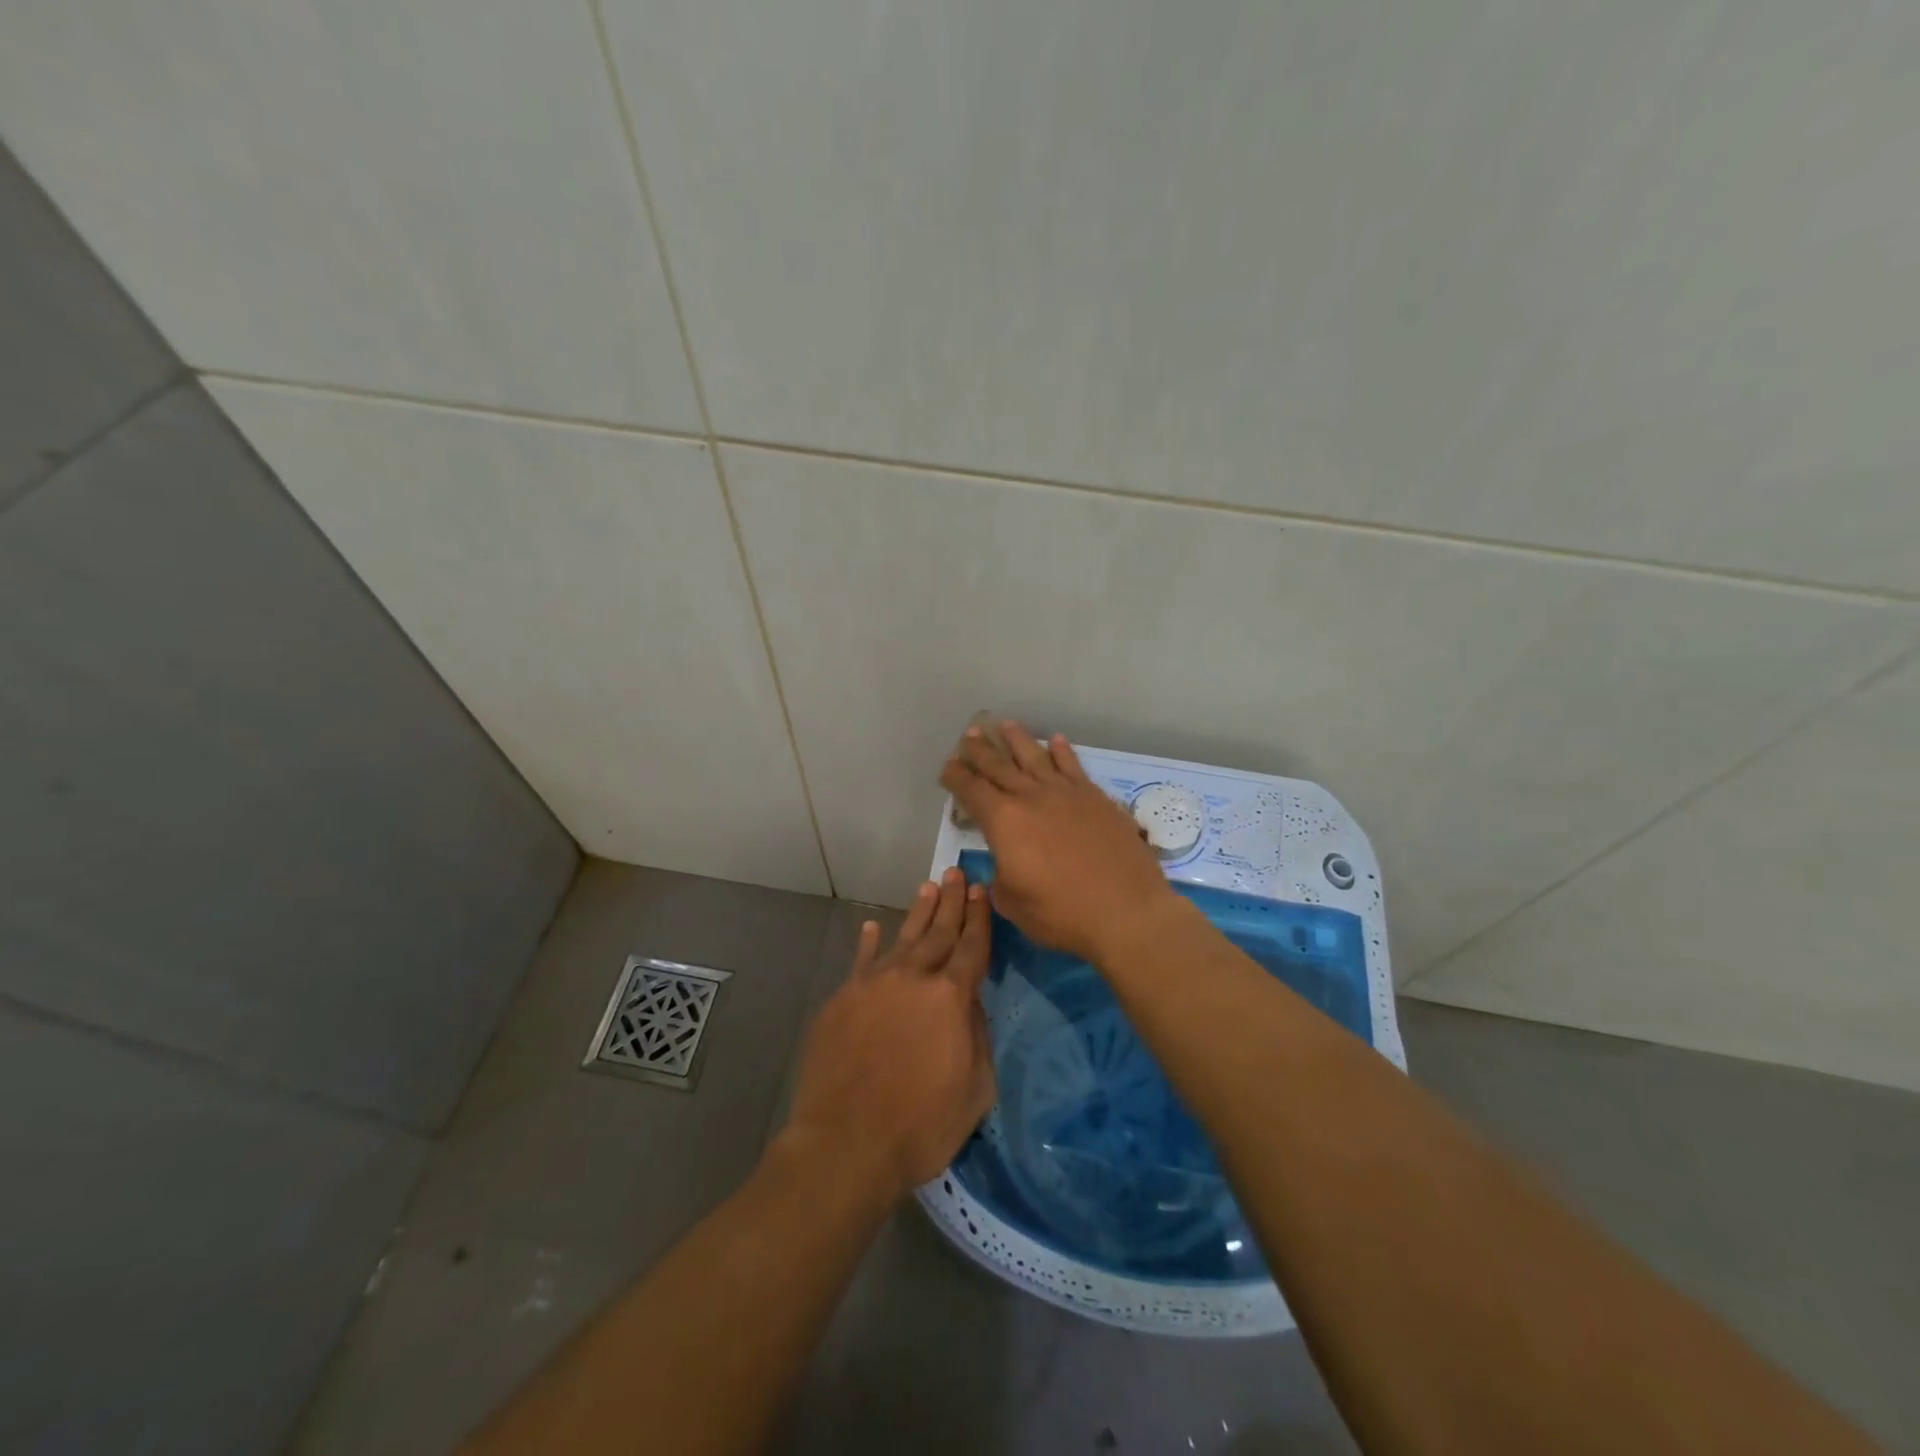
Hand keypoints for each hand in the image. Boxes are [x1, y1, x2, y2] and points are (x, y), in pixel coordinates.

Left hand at [782, 868, 995, 1200]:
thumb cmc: (920, 1127)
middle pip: (938, 932)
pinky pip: (861, 960)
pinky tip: (873, 927)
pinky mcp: (842, 998)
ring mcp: (872, 984)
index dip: (979, 918)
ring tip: (928, 887)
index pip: (972, 947)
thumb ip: (977, 1037)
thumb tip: (969, 1002)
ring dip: (918, 912)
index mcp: (950, 998)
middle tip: (956, 873)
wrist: (845, 1144)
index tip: (981, 890)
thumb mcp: (975, 1091)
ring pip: (902, 938)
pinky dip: (869, 942)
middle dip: (951, 902)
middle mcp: (913, 978)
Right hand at [940, 720, 1178, 963]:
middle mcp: (1031, 797)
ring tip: (1005, 724)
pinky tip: (1056, 740)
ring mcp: (1066, 793)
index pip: (972, 791)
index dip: (957, 777)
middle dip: (981, 751)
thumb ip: (1000, 876)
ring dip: (1017, 739)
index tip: (948, 766)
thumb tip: (1005, 863)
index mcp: (1003, 821)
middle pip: (1000, 766)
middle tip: (970, 734)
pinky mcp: (1096, 798)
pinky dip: (1062, 751)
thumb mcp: (1012, 903)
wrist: (1126, 912)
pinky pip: (1073, 766)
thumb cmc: (1061, 914)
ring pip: (1035, 757)